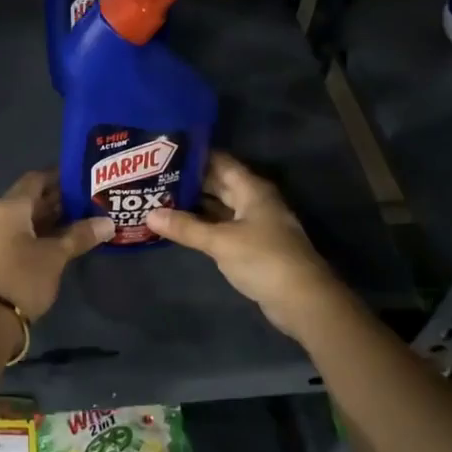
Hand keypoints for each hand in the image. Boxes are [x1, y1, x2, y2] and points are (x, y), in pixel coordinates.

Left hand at [0, 170, 112, 324]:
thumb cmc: (23, 278)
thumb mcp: (56, 255)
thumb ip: (80, 235)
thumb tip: (108, 223)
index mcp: (8, 207)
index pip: (36, 179)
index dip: (60, 177)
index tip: (83, 179)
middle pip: (29, 199)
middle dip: (57, 200)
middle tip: (88, 202)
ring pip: (23, 220)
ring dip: (48, 219)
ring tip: (80, 222)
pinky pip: (16, 236)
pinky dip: (37, 235)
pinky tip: (59, 243)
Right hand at [146, 151, 346, 338]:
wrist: (301, 299)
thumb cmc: (263, 259)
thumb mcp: (220, 241)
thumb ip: (186, 228)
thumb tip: (150, 214)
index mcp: (252, 189)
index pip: (220, 162)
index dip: (194, 156)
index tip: (164, 152)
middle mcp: (254, 201)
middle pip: (219, 184)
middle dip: (190, 182)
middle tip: (154, 178)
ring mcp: (255, 224)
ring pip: (220, 208)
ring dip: (195, 206)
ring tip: (160, 200)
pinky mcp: (253, 246)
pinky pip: (223, 228)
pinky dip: (204, 226)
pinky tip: (181, 228)